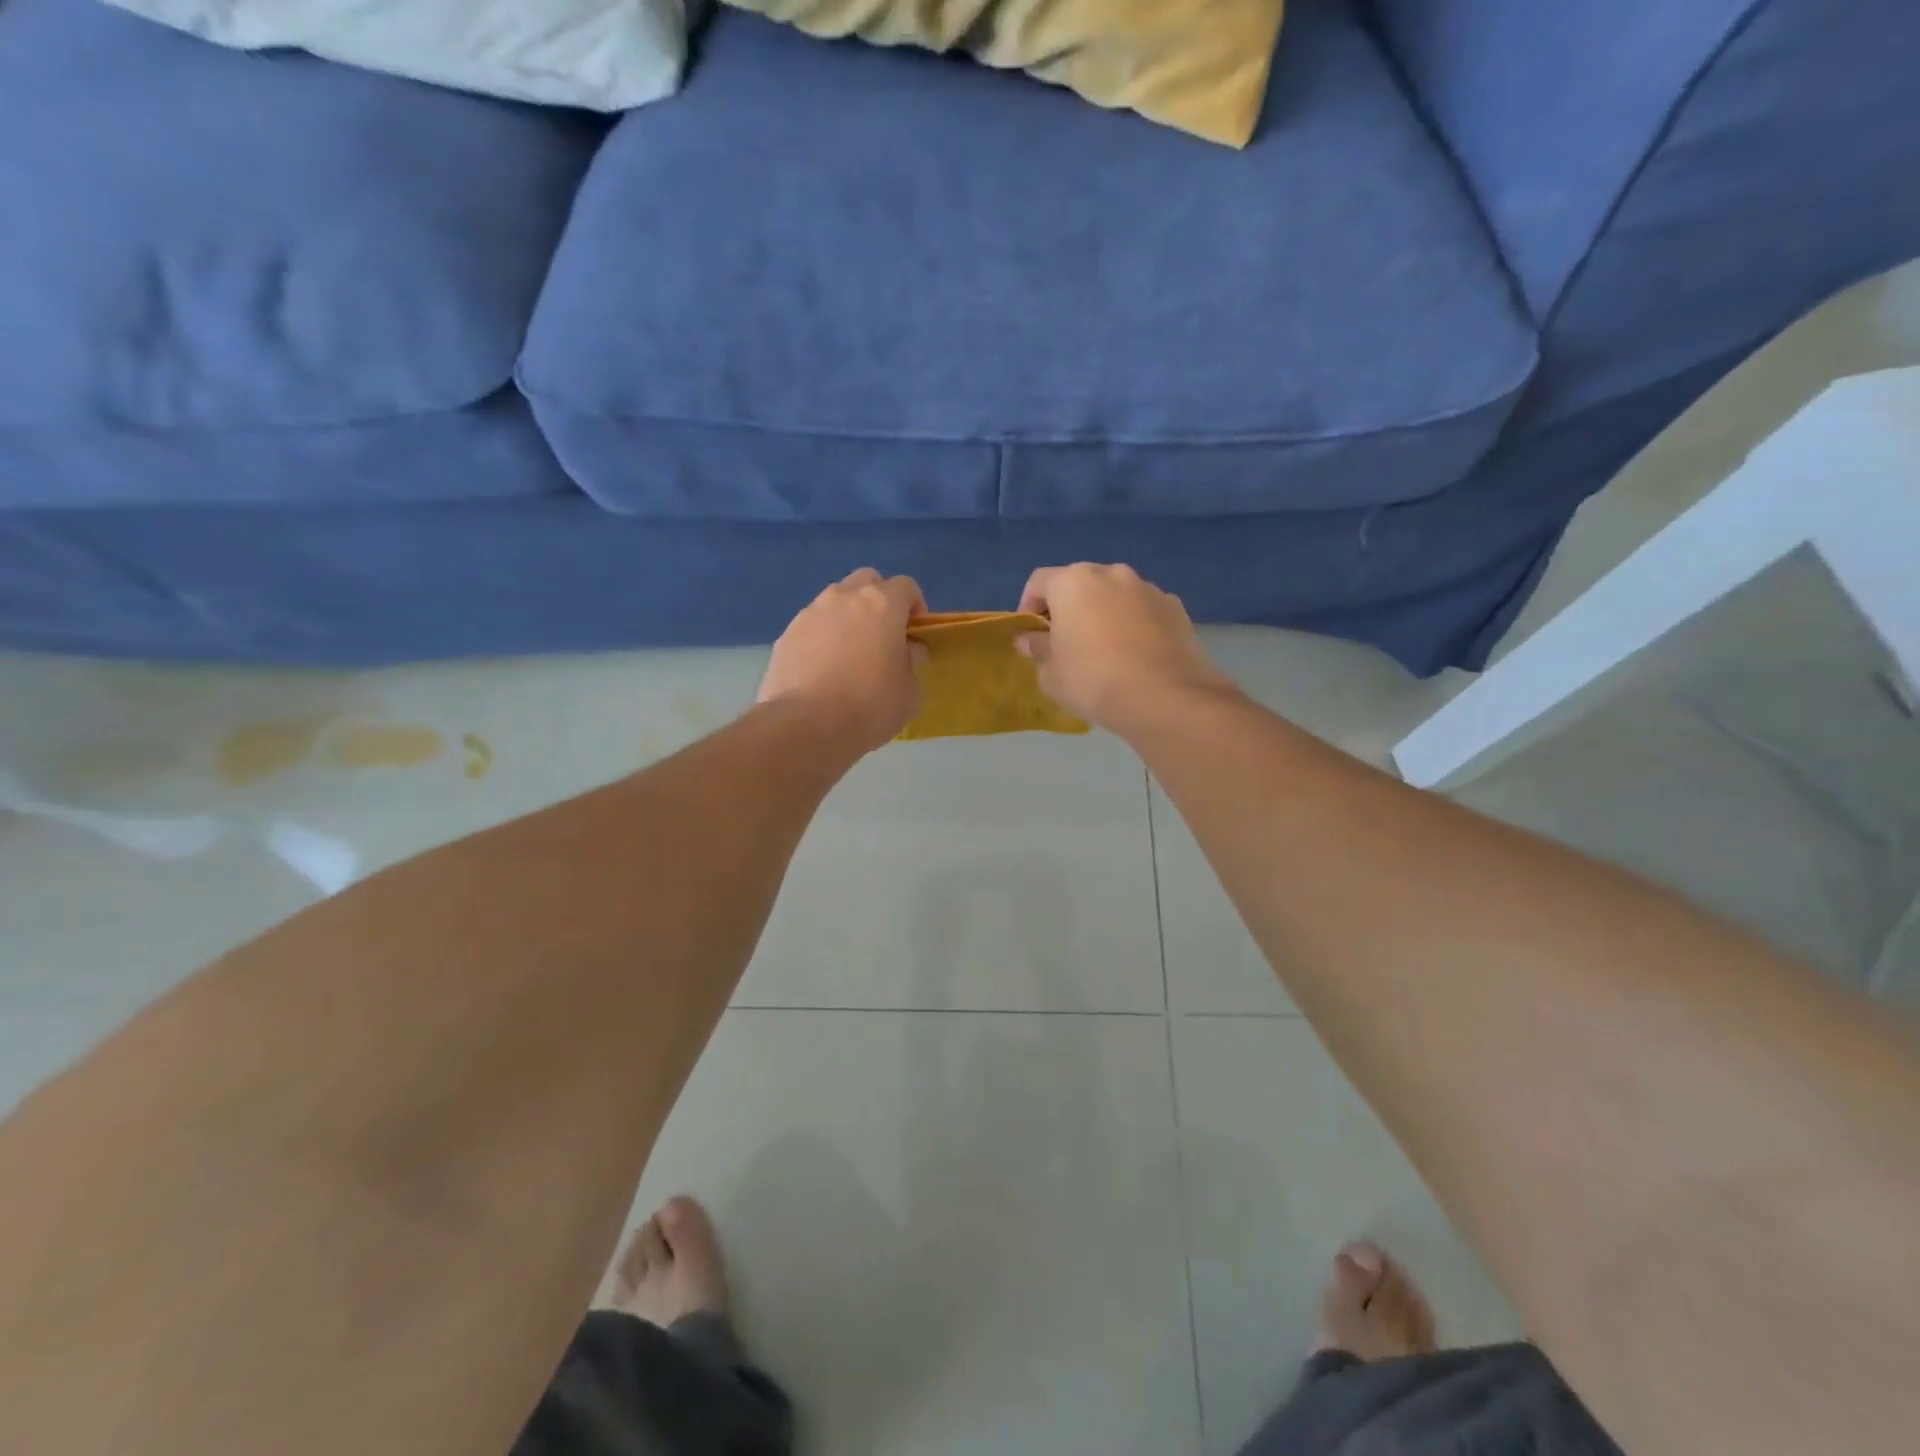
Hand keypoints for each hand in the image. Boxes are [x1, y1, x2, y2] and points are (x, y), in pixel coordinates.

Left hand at [759, 568, 927, 752]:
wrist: (805, 726)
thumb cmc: (869, 707)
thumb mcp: (910, 693)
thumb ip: (912, 663)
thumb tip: (907, 651)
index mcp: (881, 605)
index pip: (905, 586)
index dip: (915, 607)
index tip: (914, 635)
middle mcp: (843, 598)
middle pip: (866, 581)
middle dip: (878, 601)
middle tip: (882, 636)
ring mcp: (809, 614)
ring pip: (834, 601)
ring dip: (847, 618)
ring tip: (849, 656)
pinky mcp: (785, 636)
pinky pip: (811, 627)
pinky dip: (821, 639)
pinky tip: (823, 671)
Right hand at [1017, 563, 1233, 734]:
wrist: (1164, 697)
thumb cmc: (1093, 680)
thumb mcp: (1051, 674)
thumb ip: (1037, 650)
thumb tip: (1030, 639)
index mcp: (1073, 582)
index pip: (1039, 582)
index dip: (1029, 605)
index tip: (1031, 634)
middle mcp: (1111, 573)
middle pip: (1080, 583)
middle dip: (1070, 607)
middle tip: (1066, 641)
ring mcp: (1147, 588)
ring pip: (1115, 594)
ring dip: (1104, 613)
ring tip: (1105, 649)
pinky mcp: (1175, 607)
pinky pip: (1143, 610)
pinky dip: (1134, 623)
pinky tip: (1136, 655)